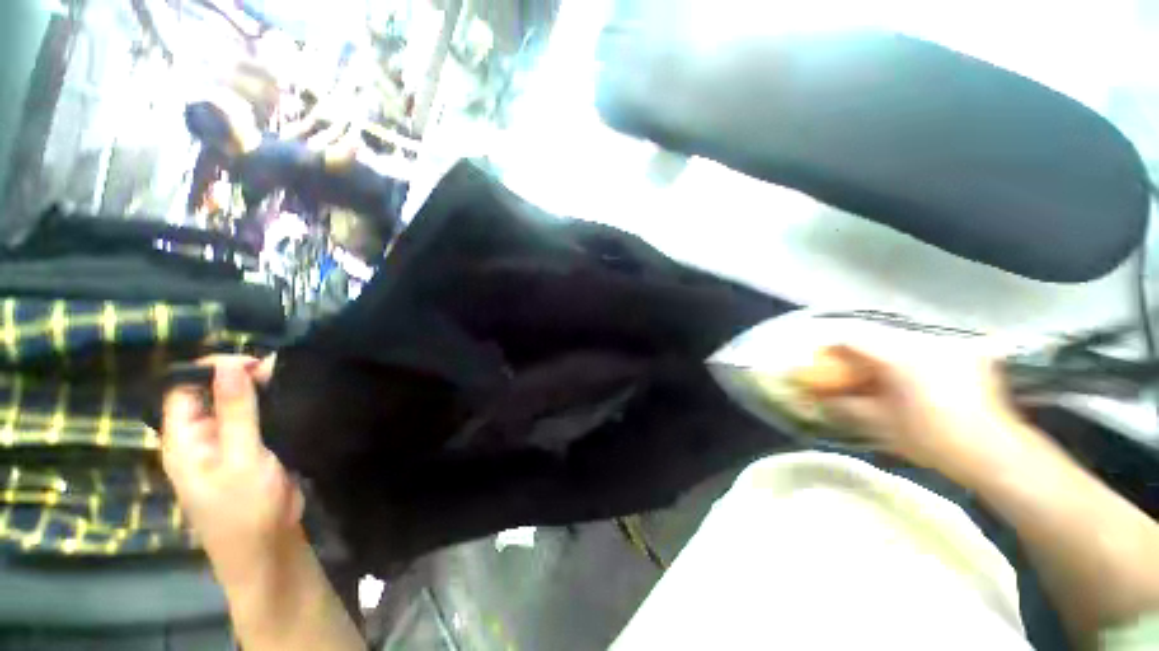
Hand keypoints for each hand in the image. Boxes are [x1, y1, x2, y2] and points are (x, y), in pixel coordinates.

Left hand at [161, 355, 301, 581]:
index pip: (183, 388)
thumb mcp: (241, 458)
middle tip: (281, 373)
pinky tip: (293, 401)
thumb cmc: (246, 509)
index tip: (254, 363)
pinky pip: (256, 420)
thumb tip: (229, 365)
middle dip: (242, 378)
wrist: (269, 551)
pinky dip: (272, 407)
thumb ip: (235, 411)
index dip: (212, 369)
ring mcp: (226, 445)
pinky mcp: (251, 451)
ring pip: (237, 405)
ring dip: (260, 392)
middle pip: (211, 393)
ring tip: (291, 382)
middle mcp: (200, 438)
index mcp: (183, 439)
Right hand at [792, 343, 1034, 474]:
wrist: (995, 453)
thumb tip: (816, 398)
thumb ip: (842, 405)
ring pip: (902, 342)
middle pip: (877, 339)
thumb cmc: (933, 438)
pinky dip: (912, 360)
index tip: (822, 364)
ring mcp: (950, 346)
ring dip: (884, 357)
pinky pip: (928, 349)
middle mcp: (924, 341)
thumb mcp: (879, 423)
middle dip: (858, 356)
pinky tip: (914, 380)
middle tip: (850, 375)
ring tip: (882, 380)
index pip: (852, 339)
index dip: (831, 350)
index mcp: (899, 355)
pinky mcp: (968, 355)